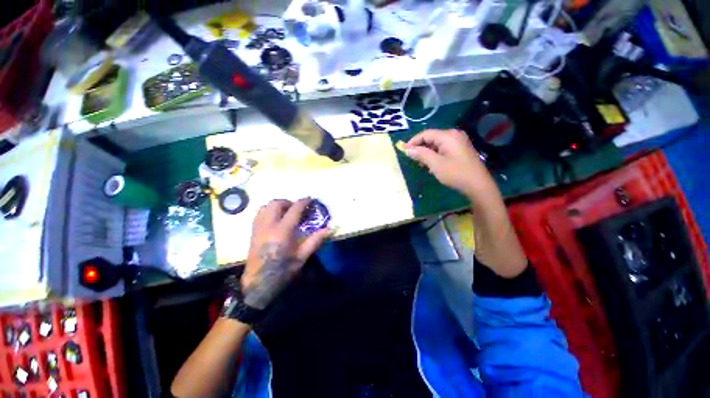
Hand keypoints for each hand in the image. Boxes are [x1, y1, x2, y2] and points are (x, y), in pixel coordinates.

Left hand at [241, 198, 331, 309]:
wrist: (258, 283)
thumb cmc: (282, 270)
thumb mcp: (302, 256)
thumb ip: (315, 240)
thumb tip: (329, 228)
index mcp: (282, 231)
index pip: (294, 209)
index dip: (303, 202)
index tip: (310, 199)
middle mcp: (268, 225)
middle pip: (276, 203)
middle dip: (289, 202)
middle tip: (297, 209)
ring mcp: (258, 227)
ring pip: (266, 206)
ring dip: (278, 205)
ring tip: (286, 212)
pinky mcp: (253, 231)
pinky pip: (260, 213)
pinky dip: (269, 210)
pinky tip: (275, 219)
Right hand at [403, 129, 495, 200]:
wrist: (478, 185)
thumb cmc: (456, 173)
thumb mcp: (435, 164)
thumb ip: (421, 154)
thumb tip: (407, 149)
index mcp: (448, 136)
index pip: (425, 134)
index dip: (413, 142)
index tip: (404, 151)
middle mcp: (454, 135)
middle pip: (431, 138)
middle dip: (420, 148)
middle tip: (412, 159)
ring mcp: (459, 142)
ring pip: (437, 144)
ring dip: (427, 152)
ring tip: (421, 164)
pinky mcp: (461, 149)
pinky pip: (443, 148)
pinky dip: (435, 155)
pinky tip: (432, 165)